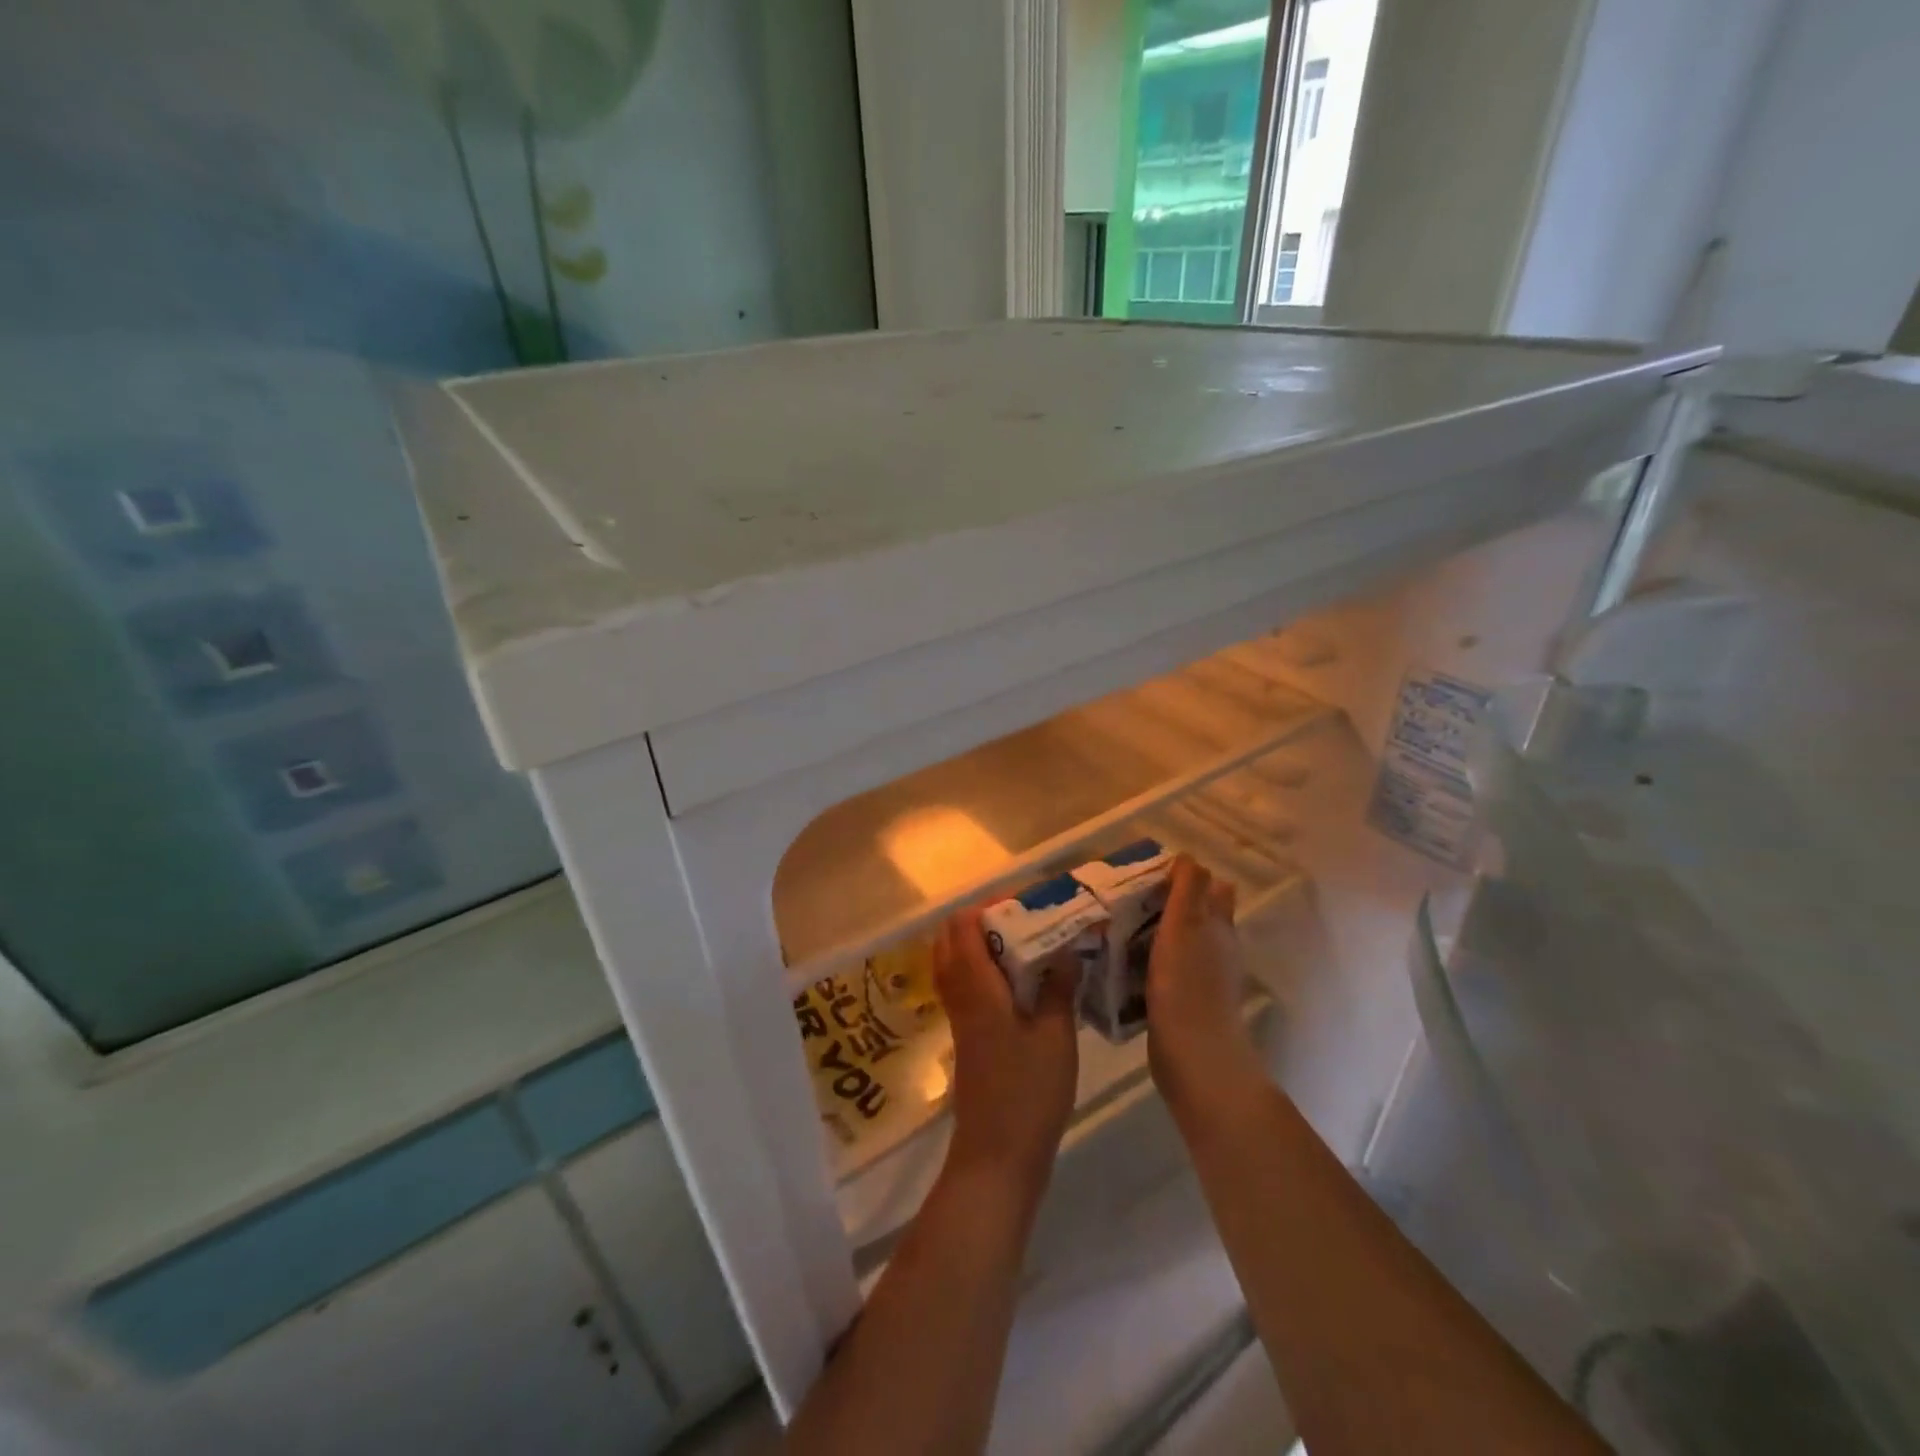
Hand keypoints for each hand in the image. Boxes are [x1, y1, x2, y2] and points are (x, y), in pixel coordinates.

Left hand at [933, 908, 1079, 1197]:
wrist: (996, 1156)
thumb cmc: (1028, 1094)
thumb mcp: (1056, 1037)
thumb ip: (1058, 988)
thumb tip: (1065, 950)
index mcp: (977, 987)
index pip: (965, 925)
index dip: (991, 905)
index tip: (1029, 902)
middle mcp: (960, 993)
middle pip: (953, 937)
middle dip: (986, 919)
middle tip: (1028, 920)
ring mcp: (958, 1014)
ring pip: (955, 959)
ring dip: (983, 943)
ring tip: (1027, 944)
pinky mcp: (965, 1033)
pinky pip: (963, 982)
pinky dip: (983, 967)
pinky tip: (1020, 979)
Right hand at [1147, 856, 1266, 1123]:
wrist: (1195, 1059)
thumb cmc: (1187, 986)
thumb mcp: (1184, 927)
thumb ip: (1188, 890)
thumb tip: (1188, 856)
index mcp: (1218, 926)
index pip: (1210, 888)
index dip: (1183, 877)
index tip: (1147, 875)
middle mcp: (1217, 949)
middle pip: (1194, 915)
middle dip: (1166, 904)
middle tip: (1126, 900)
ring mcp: (1203, 979)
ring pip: (1178, 943)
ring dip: (1154, 933)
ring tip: (1115, 927)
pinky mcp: (1185, 1003)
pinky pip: (1166, 971)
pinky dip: (1149, 962)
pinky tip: (1123, 965)